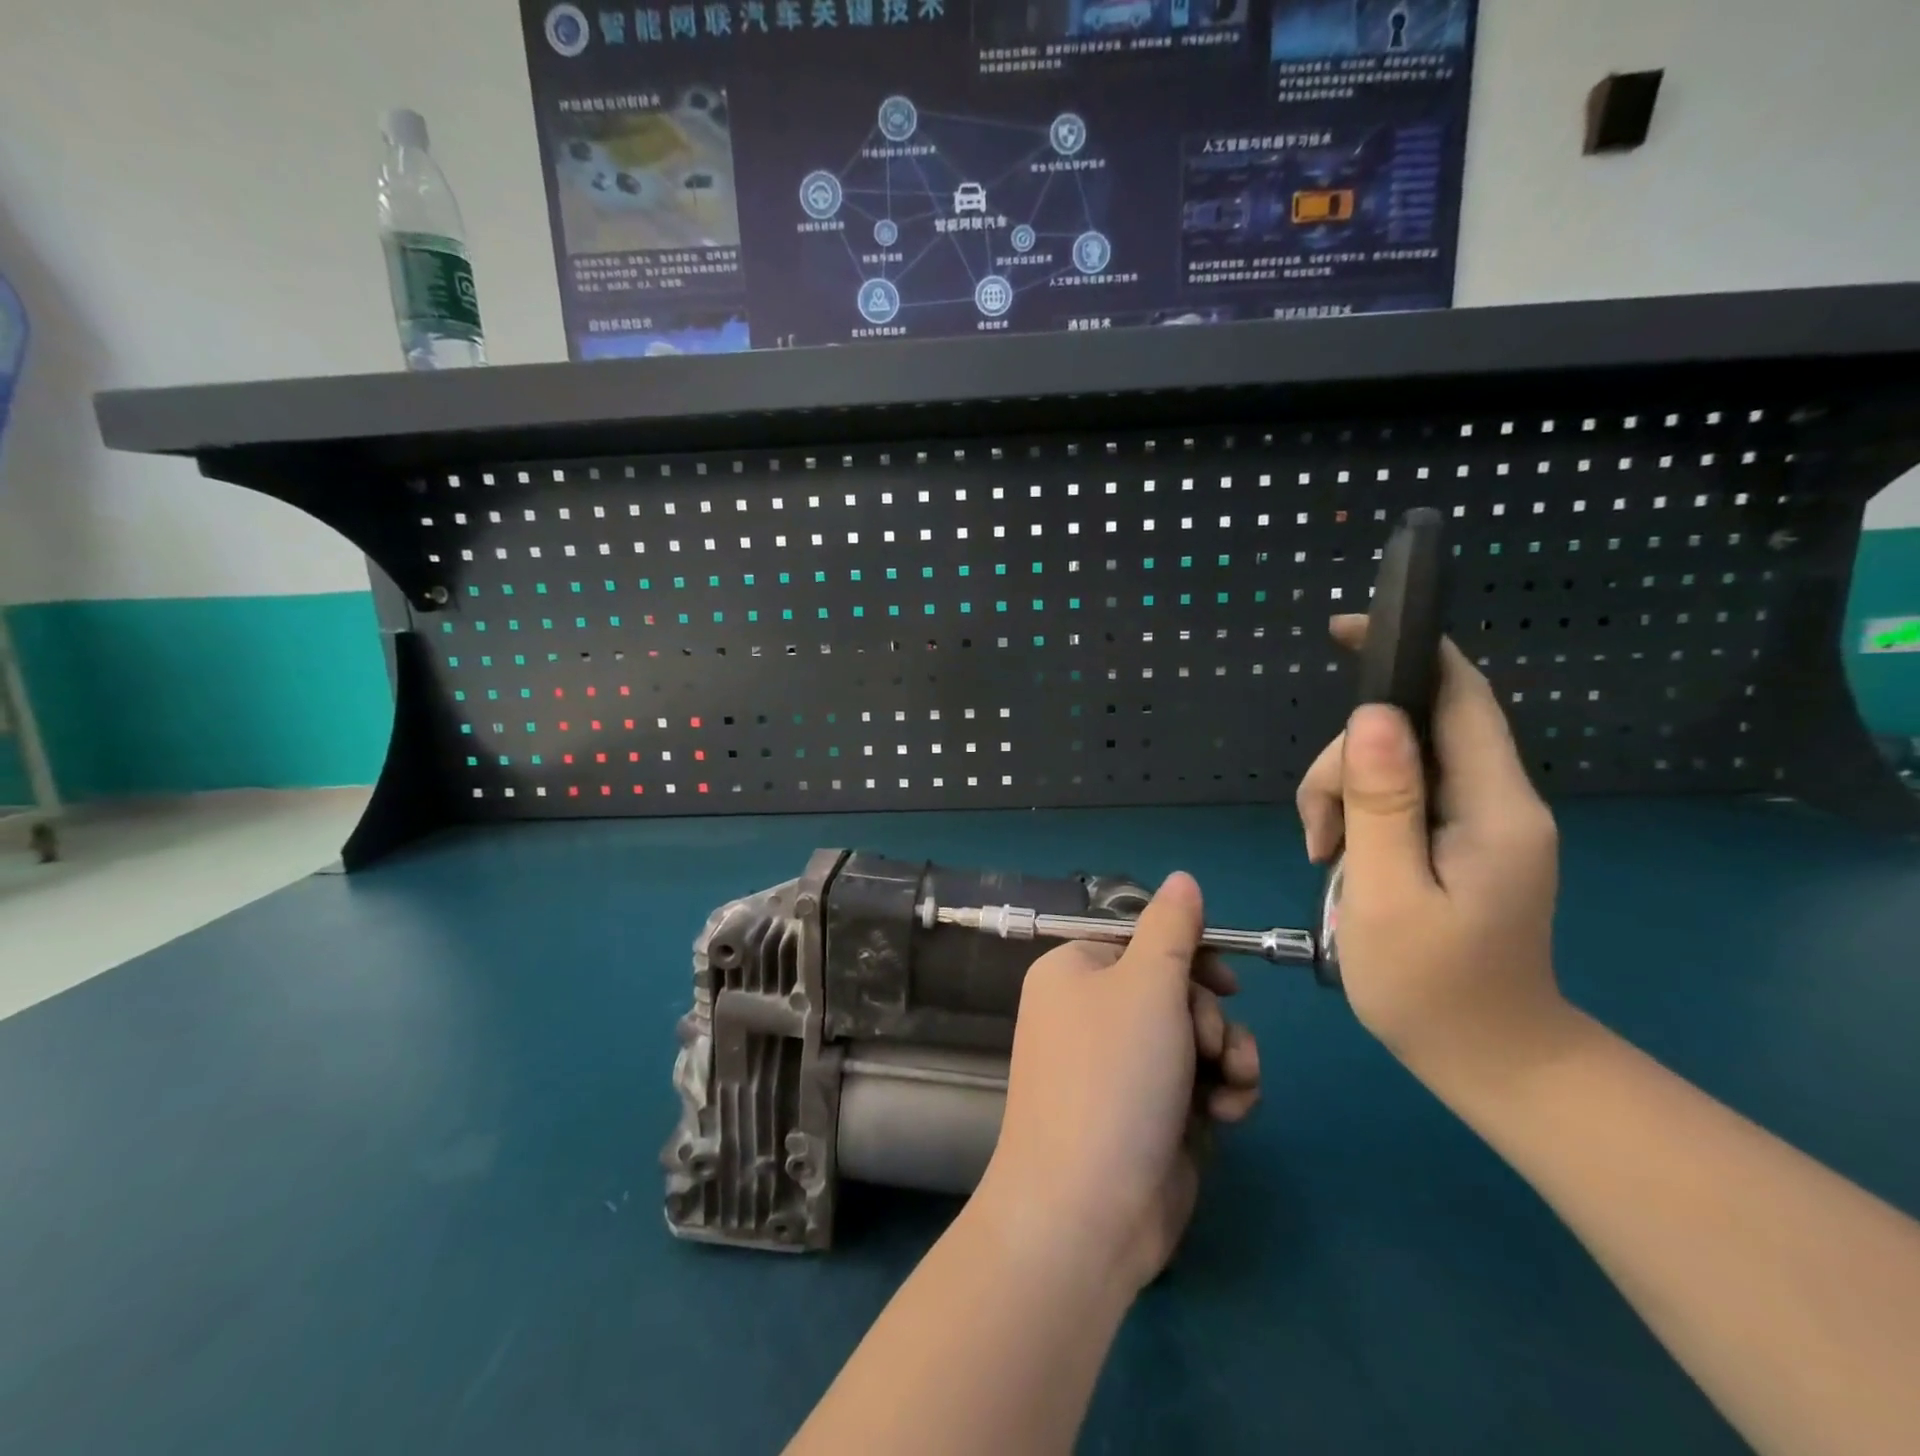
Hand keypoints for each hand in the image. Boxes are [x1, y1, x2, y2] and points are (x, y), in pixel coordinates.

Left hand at [975, 873, 1260, 1295]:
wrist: (1088, 1209)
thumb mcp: (1147, 985)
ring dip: (1227, 1055)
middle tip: (1211, 1045)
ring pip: (1194, 1036)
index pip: (1141, 940)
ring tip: (1229, 1084)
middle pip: (1173, 988)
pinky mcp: (1146, 1113)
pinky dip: (1219, 1092)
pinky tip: (1225, 1115)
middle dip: (1210, 1016)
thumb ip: (1172, 928)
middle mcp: (1089, 1013)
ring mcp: (1117, 1067)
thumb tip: (1183, 877)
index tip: (1227, 978)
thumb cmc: (1113, 1077)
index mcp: (1073, 970)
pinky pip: (1195, 1081)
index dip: (1190, 955)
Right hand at [1297, 615, 1568, 1079]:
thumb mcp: (1389, 894)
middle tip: (1318, 833)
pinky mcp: (1459, 840)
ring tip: (1326, 857)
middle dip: (1346, 764)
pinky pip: (1398, 796)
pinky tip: (1340, 857)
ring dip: (1344, 795)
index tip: (1344, 631)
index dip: (1406, 650)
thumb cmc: (1434, 988)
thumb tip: (1372, 715)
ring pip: (1394, 764)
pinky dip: (1358, 815)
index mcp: (1494, 806)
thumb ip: (1381, 802)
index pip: (1458, 694)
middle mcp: (1497, 800)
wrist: (1492, 1061)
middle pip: (1410, 732)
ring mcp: (1479, 821)